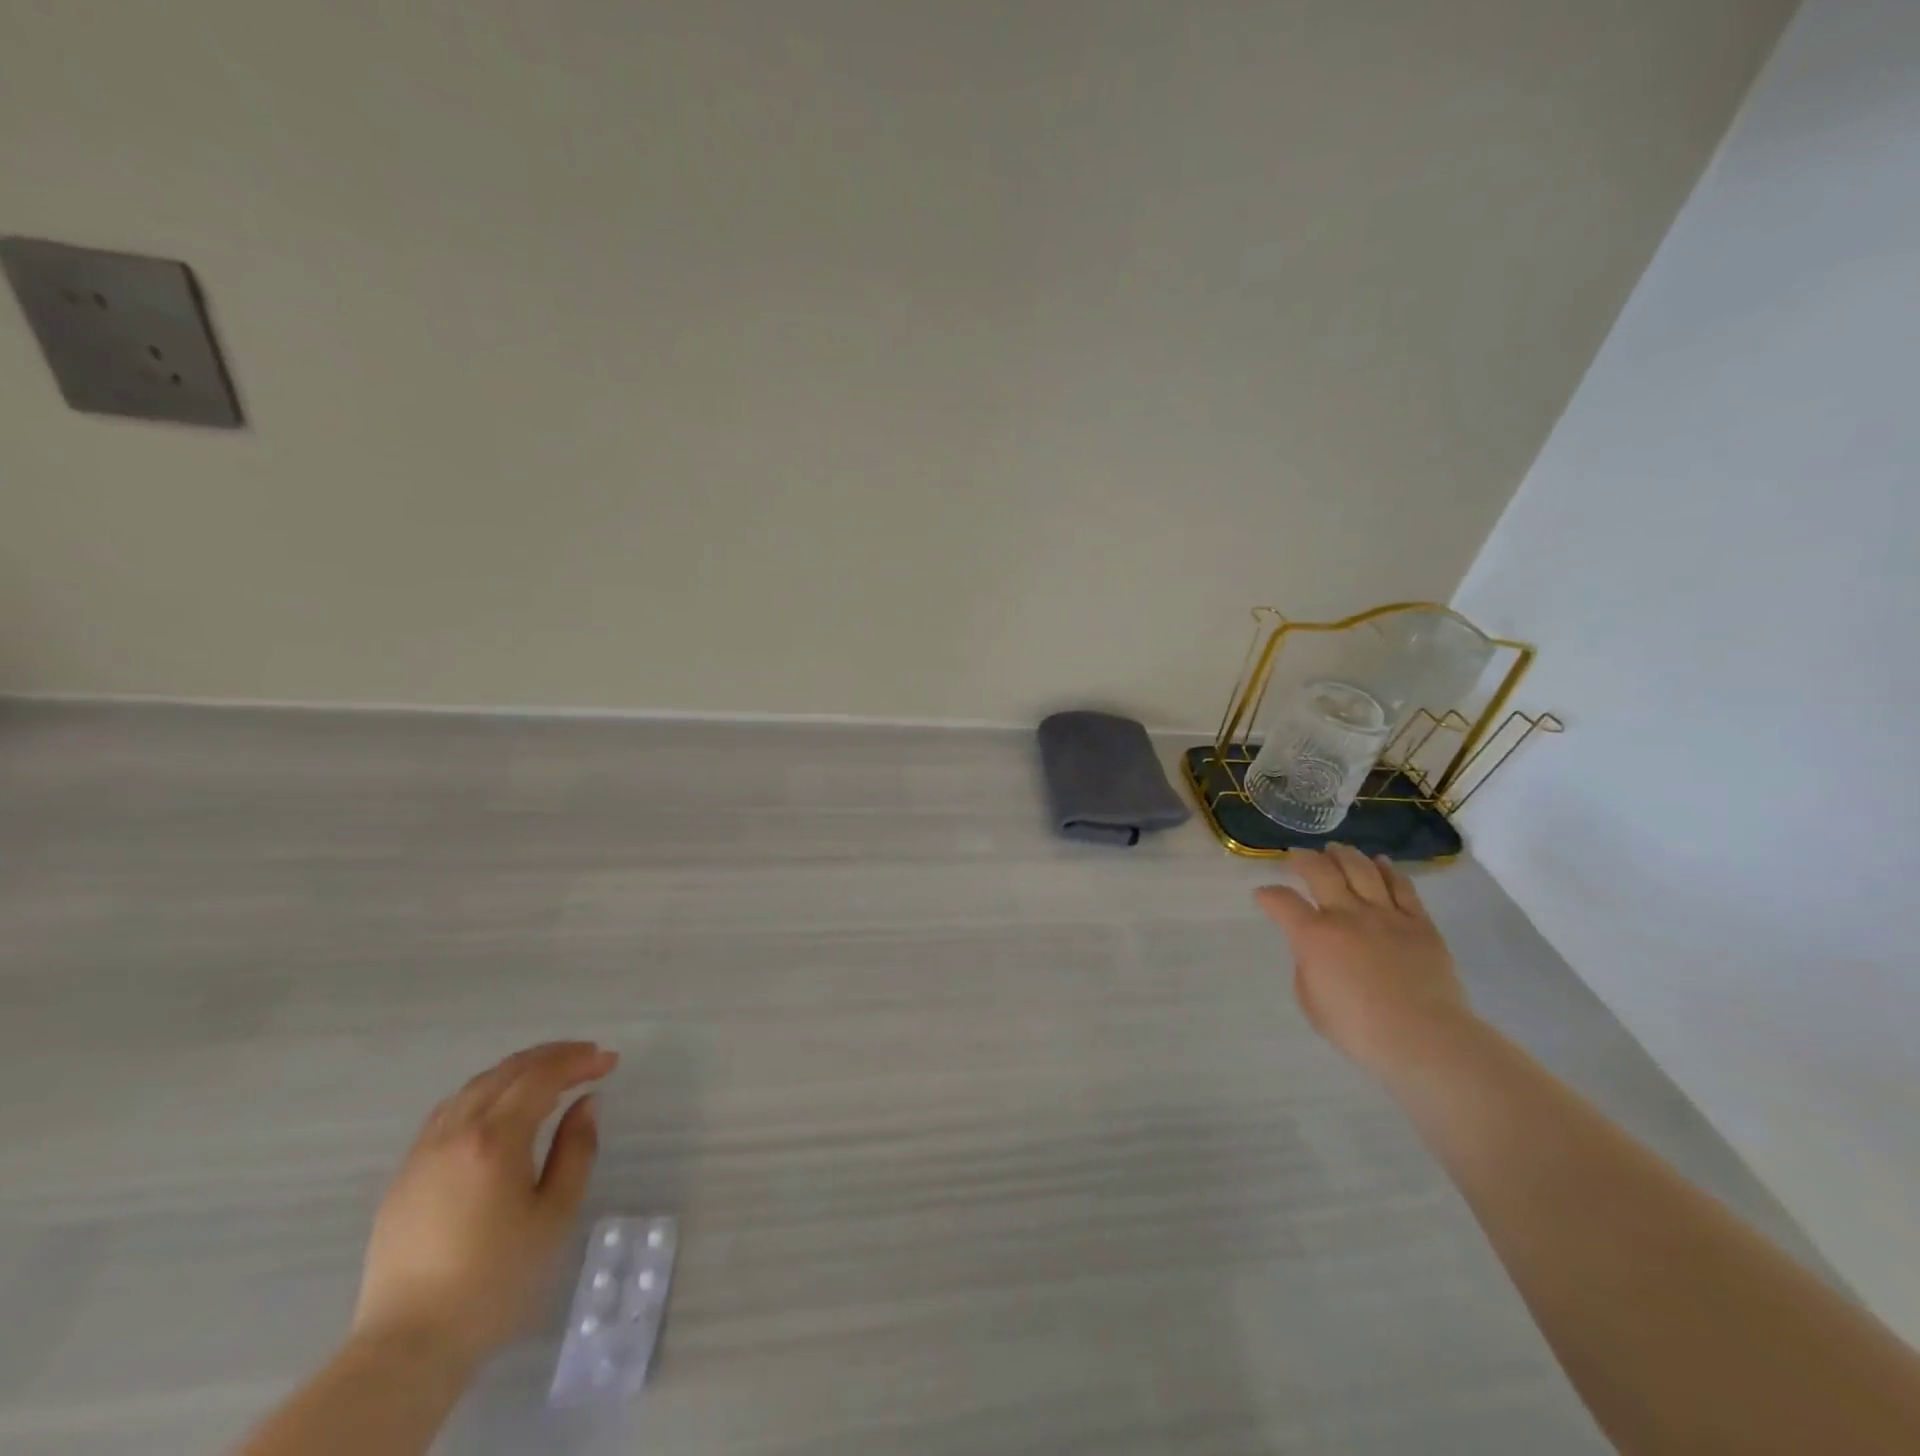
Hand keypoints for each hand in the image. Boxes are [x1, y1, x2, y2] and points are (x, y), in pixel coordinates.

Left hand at [351, 1041, 618, 1367]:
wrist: (408, 1345)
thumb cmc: (496, 1280)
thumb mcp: (555, 1214)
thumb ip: (576, 1150)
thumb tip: (586, 1103)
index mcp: (495, 1139)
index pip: (543, 1077)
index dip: (579, 1061)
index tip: (610, 1061)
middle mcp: (456, 1132)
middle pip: (508, 1072)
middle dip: (553, 1056)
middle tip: (588, 1057)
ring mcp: (424, 1151)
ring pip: (475, 1086)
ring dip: (518, 1070)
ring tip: (549, 1075)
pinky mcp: (405, 1174)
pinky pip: (450, 1110)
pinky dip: (485, 1092)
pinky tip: (500, 1106)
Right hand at [1255, 845, 1472, 1075]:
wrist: (1423, 1038)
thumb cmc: (1358, 1028)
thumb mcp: (1310, 1002)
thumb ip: (1306, 968)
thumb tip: (1313, 952)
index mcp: (1313, 936)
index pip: (1282, 901)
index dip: (1268, 895)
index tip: (1263, 895)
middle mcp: (1347, 915)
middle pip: (1321, 871)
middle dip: (1304, 859)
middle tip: (1298, 855)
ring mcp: (1386, 915)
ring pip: (1362, 870)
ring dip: (1344, 855)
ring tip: (1336, 850)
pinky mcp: (1419, 924)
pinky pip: (1402, 887)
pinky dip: (1388, 870)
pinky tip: (1380, 863)